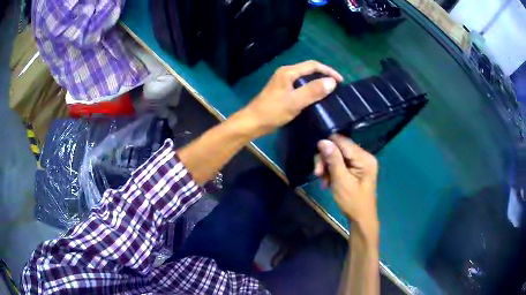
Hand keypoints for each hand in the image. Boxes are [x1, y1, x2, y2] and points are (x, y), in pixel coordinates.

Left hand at [244, 60, 342, 135]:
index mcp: (288, 72)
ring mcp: (284, 83)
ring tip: (330, 94)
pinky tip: (317, 100)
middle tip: (337, 88)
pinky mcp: (283, 92)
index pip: (313, 65)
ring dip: (318, 84)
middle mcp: (286, 74)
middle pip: (309, 70)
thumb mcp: (294, 101)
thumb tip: (332, 82)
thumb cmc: (272, 111)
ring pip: (305, 79)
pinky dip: (311, 91)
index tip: (340, 81)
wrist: (253, 123)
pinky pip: (301, 88)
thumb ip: (313, 91)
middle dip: (324, 76)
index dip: (328, 71)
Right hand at [315, 134, 378, 240]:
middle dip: (326, 160)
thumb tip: (323, 141)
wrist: (361, 219)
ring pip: (337, 156)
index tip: (317, 161)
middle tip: (318, 174)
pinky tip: (327, 182)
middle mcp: (363, 156)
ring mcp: (360, 163)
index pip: (342, 141)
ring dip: (327, 167)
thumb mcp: (341, 180)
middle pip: (339, 148)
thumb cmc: (353, 201)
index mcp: (364, 157)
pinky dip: (332, 172)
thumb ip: (333, 159)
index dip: (327, 147)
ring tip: (323, 182)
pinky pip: (341, 164)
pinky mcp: (356, 169)